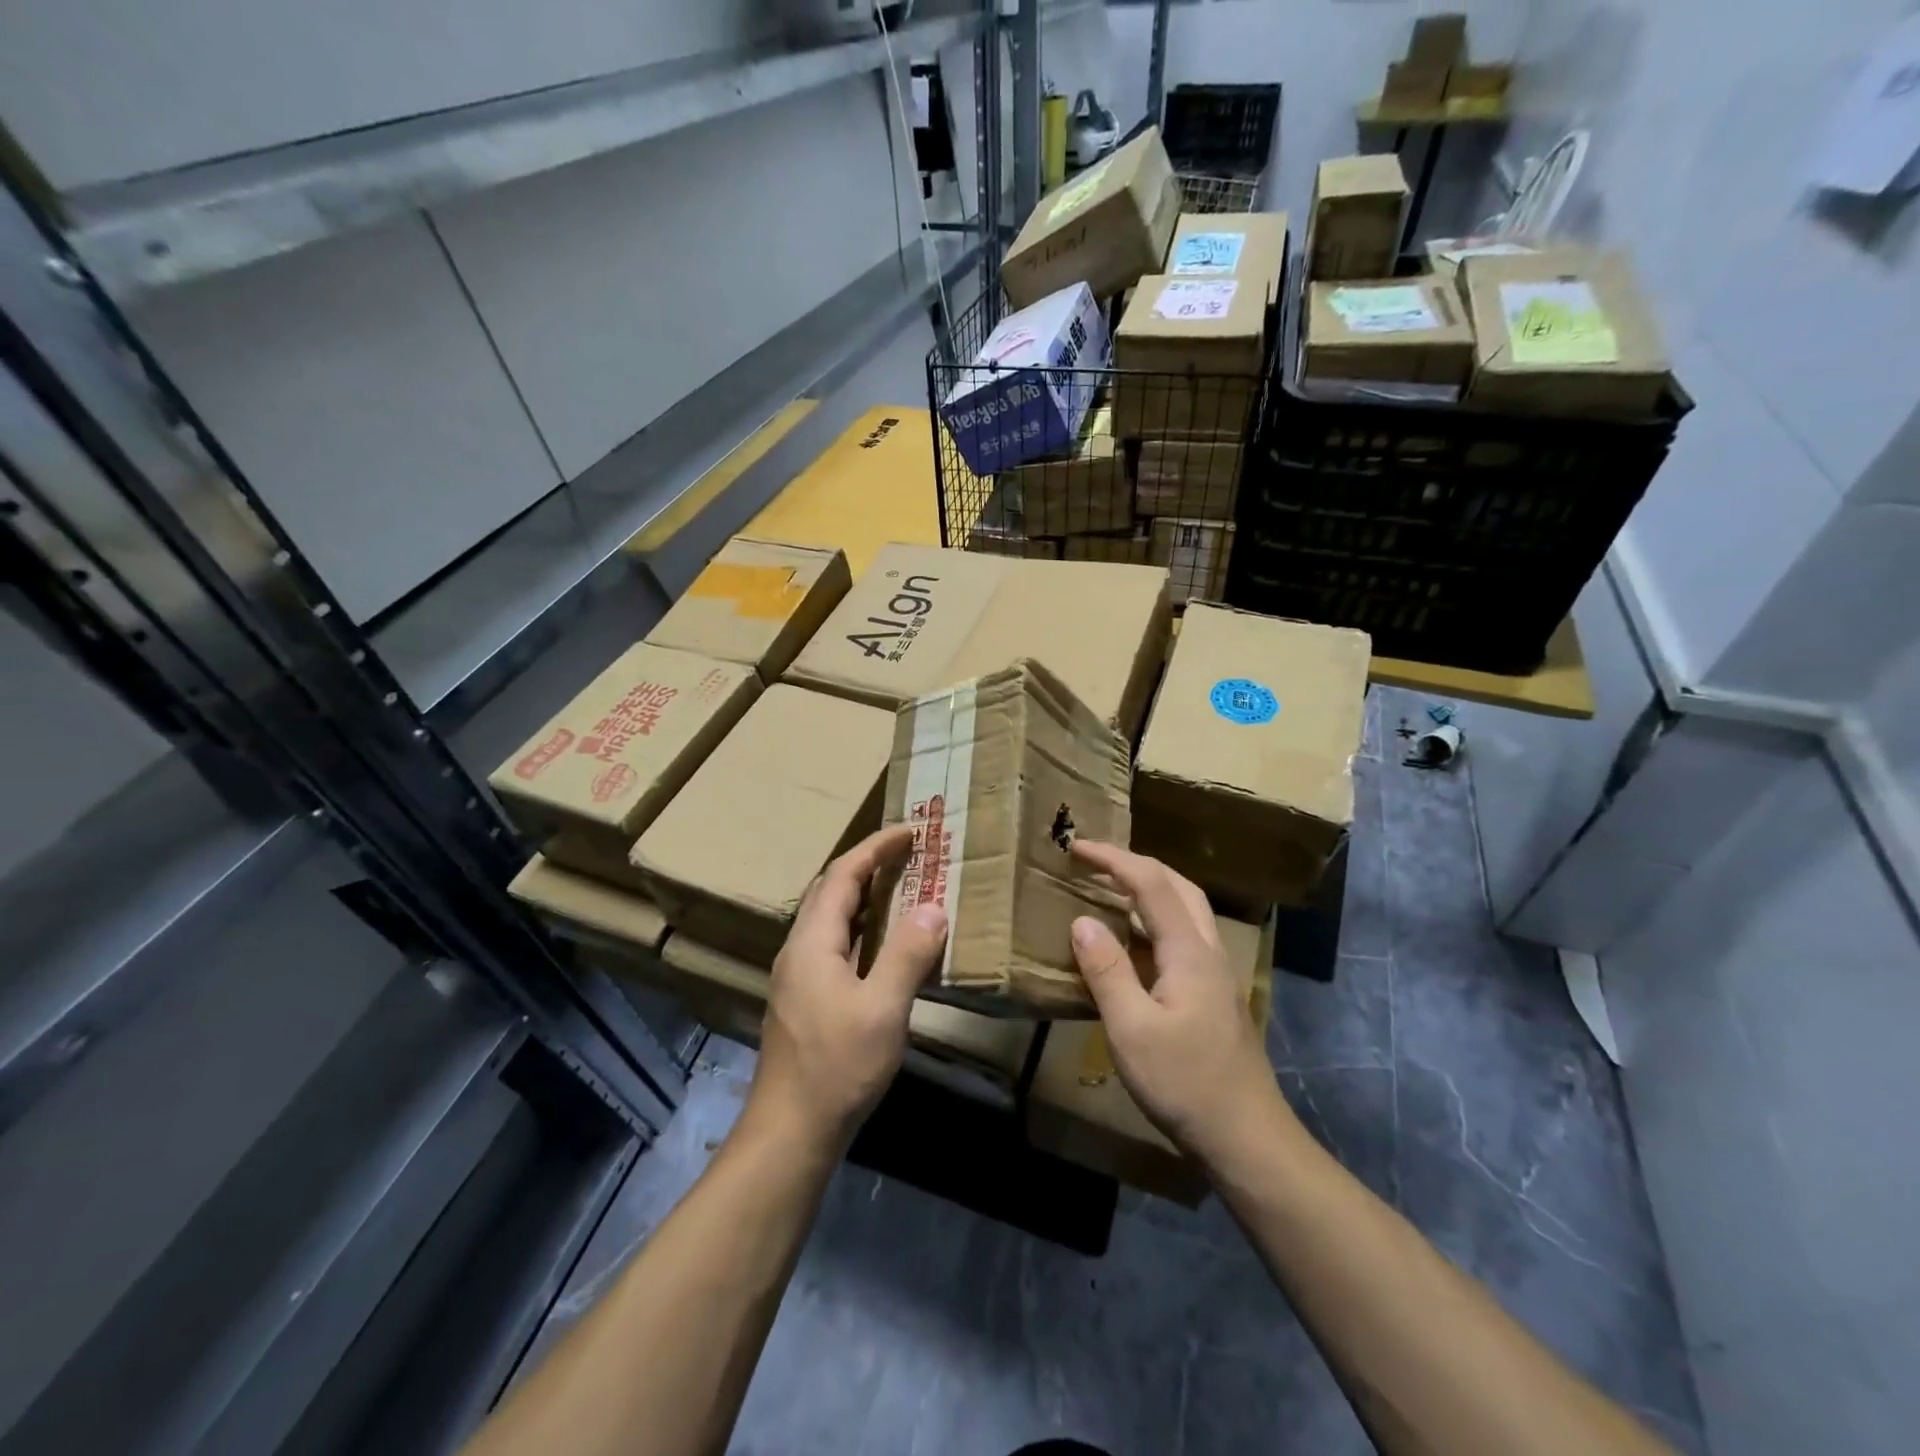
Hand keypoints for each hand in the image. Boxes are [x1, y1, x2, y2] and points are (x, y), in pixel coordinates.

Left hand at [743, 825, 948, 1156]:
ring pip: (832, 918)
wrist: (790, 1131)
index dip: (876, 847)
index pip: (843, 875)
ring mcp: (799, 976)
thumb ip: (907, 954)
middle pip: (832, 890)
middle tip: (911, 855)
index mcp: (813, 942)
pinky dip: (863, 928)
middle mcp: (800, 949)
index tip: (912, 832)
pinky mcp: (806, 999)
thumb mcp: (882, 1009)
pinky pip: (836, 944)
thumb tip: (934, 908)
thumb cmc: (837, 1066)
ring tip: (903, 888)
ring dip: (865, 896)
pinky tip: (885, 944)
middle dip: (869, 864)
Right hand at [1068, 840, 1294, 1168]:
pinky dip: (1155, 919)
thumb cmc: (1185, 1082)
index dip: (1113, 859)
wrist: (1246, 1138)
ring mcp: (1215, 974)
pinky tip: (1133, 942)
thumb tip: (1081, 921)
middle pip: (1177, 886)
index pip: (1150, 883)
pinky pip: (1183, 935)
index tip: (1076, 847)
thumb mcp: (1132, 1029)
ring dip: (1149, 888)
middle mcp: (1207, 951)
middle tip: (1094, 861)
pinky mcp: (1213, 995)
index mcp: (1189, 951)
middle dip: (1135, 864)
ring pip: (1185, 910)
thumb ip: (1106, 971)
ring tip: (1110, 889)